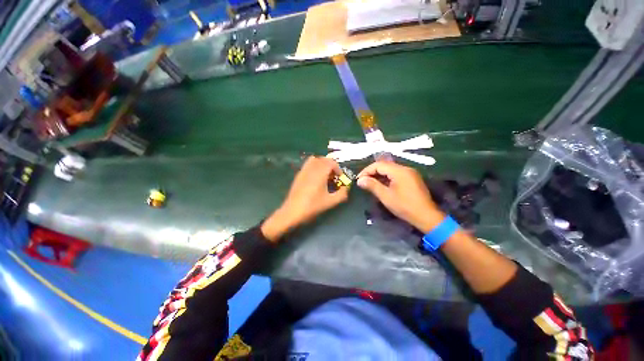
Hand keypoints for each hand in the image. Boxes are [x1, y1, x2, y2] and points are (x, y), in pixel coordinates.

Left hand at [261, 156, 349, 240]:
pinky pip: (308, 164)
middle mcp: (311, 168)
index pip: (331, 162)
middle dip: (331, 165)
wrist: (292, 211)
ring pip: (315, 159)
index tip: (339, 178)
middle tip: (333, 176)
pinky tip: (315, 178)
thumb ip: (342, 194)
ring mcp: (303, 170)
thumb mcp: (330, 202)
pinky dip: (314, 166)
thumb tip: (346, 188)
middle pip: (323, 159)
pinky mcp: (298, 174)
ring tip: (325, 175)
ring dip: (322, 164)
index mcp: (320, 173)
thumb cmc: (312, 206)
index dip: (338, 168)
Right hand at [357, 162, 444, 233]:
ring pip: (390, 170)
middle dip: (372, 173)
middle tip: (363, 182)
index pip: (378, 164)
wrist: (426, 216)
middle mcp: (405, 168)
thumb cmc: (404, 206)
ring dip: (379, 175)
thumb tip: (360, 180)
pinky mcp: (412, 179)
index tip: (359, 179)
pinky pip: (396, 174)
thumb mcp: (386, 196)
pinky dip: (386, 178)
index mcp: (399, 171)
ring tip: (370, 184)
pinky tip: (382, 186)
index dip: (366, 170)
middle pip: (384, 166)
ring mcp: (410, 173)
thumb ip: (372, 185)